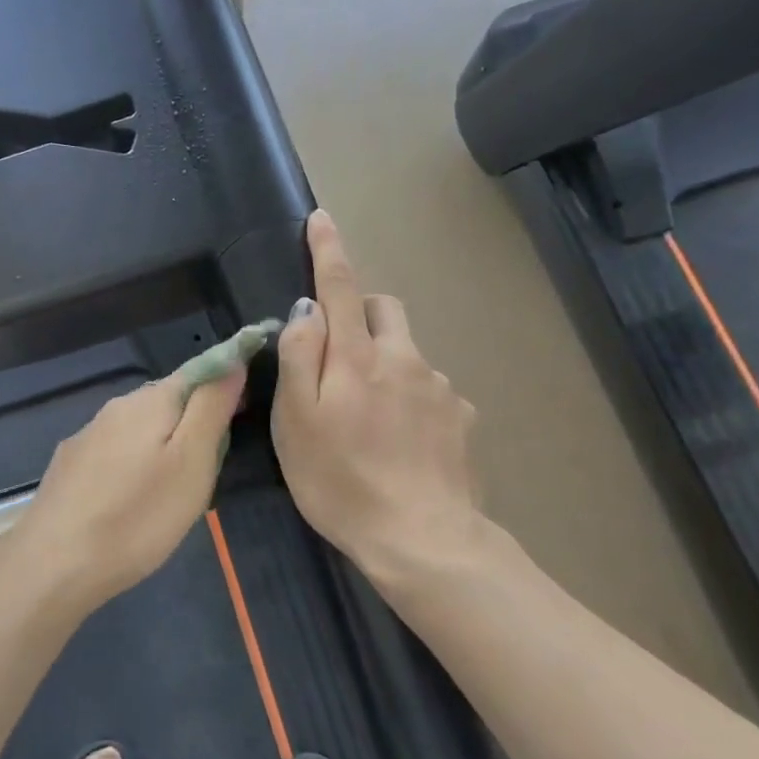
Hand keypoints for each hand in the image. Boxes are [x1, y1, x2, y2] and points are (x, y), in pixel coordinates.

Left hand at [3, 364, 245, 616]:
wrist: (54, 564)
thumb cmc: (137, 516)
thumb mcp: (191, 462)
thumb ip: (211, 407)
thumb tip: (232, 360)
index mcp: (150, 401)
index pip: (197, 372)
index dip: (223, 387)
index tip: (240, 416)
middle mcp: (115, 408)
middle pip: (167, 403)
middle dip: (192, 426)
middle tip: (207, 473)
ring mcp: (87, 437)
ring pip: (138, 431)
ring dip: (161, 449)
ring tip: (171, 495)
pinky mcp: (69, 467)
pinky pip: (114, 454)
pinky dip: (132, 468)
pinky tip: (131, 502)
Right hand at [272, 211, 482, 590]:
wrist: (422, 540)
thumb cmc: (340, 482)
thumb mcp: (296, 423)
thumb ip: (299, 358)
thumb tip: (306, 310)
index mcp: (358, 357)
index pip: (341, 287)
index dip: (328, 251)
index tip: (322, 218)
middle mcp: (405, 358)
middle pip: (385, 309)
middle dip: (362, 310)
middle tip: (338, 352)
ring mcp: (440, 387)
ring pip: (408, 351)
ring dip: (386, 360)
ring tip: (367, 418)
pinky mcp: (462, 417)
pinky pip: (431, 388)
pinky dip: (411, 396)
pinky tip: (401, 440)